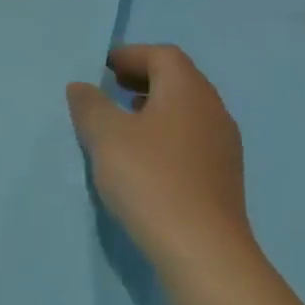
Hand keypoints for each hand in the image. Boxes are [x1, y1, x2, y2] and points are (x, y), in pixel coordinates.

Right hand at [67, 44, 254, 270]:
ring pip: (186, 111)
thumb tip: (82, 87)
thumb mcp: (105, 136)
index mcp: (188, 91)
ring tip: (121, 123)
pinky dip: (165, 134)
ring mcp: (223, 146)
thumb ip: (89, 105)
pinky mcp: (223, 177)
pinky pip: (191, 138)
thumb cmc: (150, 179)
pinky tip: (143, 158)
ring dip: (154, 108)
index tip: (102, 67)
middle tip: (109, 88)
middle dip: (142, 78)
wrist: (202, 250)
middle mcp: (213, 110)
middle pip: (178, 79)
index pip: (162, 55)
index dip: (131, 55)